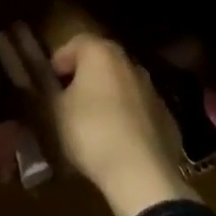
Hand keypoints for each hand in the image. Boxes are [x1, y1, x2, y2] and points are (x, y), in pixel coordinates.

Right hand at [49, 35, 197, 215]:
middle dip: (85, 77)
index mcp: (101, 53)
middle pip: (102, 62)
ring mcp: (152, 90)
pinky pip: (140, 110)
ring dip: (108, 96)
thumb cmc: (90, 131)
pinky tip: (119, 142)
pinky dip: (128, 118)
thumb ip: (49, 89)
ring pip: (123, 85)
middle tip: (69, 100)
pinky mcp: (167, 117)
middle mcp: (129, 63)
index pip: (76, 42)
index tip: (51, 81)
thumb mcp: (56, 110)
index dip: (60, 60)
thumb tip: (48, 83)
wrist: (141, 173)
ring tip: (94, 124)